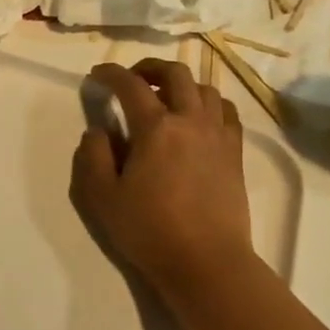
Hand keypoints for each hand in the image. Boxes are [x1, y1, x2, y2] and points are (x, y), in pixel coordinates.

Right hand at [72, 59, 255, 291]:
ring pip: (205, 89)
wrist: (206, 262)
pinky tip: (198, 119)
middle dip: (150, 67)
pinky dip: (208, 104)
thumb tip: (98, 131)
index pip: (131, 86)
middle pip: (176, 74)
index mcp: (156, 128)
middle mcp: (191, 121)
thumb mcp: (102, 196)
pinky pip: (226, 113)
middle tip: (133, 77)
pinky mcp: (235, 153)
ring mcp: (218, 136)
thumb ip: (93, 156)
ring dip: (182, 84)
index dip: (111, 74)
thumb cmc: (148, 229)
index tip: (97, 75)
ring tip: (166, 97)